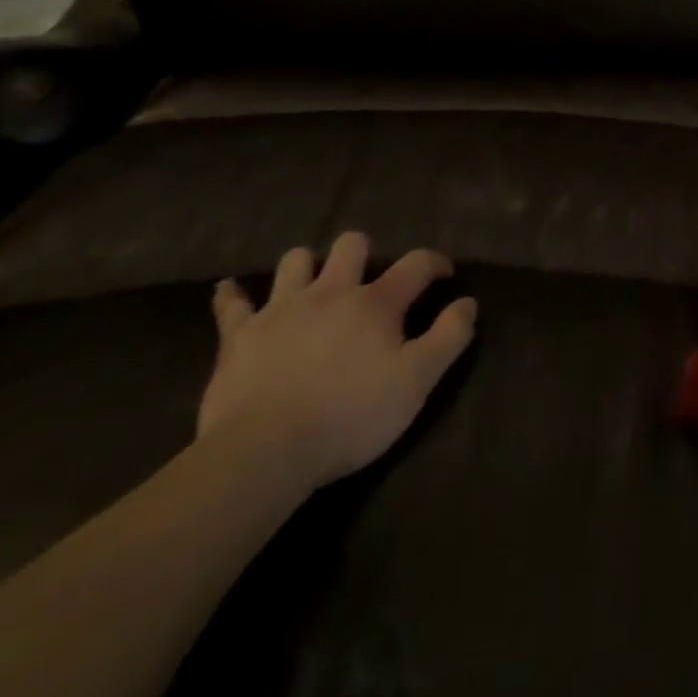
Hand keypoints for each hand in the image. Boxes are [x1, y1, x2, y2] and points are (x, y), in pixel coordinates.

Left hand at [197, 232, 476, 492]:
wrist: (266, 450)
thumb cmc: (351, 416)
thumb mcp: (416, 382)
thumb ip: (448, 337)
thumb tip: (468, 302)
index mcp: (376, 302)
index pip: (416, 264)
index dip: (434, 262)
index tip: (443, 273)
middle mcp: (331, 291)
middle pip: (350, 246)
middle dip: (363, 252)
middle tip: (367, 279)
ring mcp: (282, 309)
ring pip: (296, 262)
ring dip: (306, 266)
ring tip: (311, 283)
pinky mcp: (240, 335)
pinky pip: (232, 305)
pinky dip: (232, 296)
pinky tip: (229, 290)